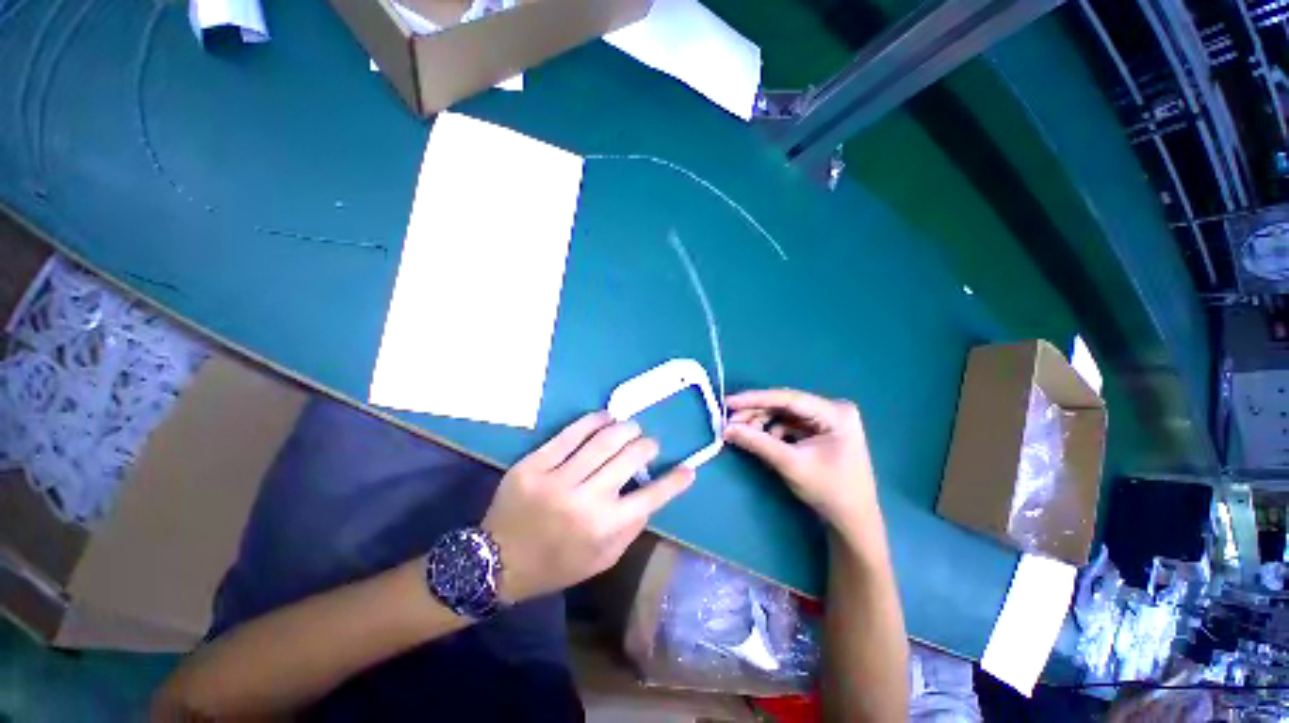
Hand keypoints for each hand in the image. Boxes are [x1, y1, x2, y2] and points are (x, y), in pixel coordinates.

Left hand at [482, 412, 694, 602]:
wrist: (496, 562)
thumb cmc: (556, 565)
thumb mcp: (601, 560)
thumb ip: (629, 529)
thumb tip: (650, 495)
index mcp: (604, 528)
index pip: (652, 497)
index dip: (675, 481)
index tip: (689, 469)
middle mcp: (586, 500)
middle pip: (630, 458)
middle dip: (647, 446)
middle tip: (649, 444)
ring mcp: (558, 479)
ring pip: (604, 440)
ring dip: (625, 428)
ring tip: (630, 427)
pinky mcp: (535, 463)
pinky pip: (570, 434)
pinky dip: (593, 421)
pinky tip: (604, 417)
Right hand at [723, 389, 880, 544]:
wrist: (852, 521)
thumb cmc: (829, 492)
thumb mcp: (790, 464)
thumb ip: (757, 442)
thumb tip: (726, 428)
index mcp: (836, 413)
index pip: (788, 399)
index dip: (755, 399)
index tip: (729, 402)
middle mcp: (832, 410)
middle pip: (785, 405)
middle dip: (756, 413)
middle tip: (729, 421)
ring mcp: (826, 420)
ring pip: (783, 414)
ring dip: (761, 422)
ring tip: (742, 433)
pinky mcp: (819, 430)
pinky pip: (788, 424)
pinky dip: (771, 431)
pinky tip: (761, 441)